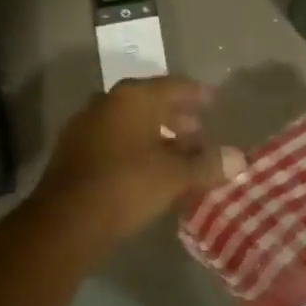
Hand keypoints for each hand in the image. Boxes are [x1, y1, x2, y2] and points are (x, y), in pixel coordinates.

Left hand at [35, 77, 245, 254]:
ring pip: (130, 122)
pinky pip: (114, 140)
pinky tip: (148, 170)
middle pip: (149, 102)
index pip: (173, 86)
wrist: (66, 220)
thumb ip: (207, 164)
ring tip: (178, 154)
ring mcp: (86, 125)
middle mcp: (107, 102)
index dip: (196, 94)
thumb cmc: (126, 185)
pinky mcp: (74, 151)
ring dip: (155, 134)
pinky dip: (134, 148)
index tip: (214, 100)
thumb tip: (240, 158)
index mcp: (133, 97)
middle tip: (199, 132)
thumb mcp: (174, 176)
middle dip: (176, 116)